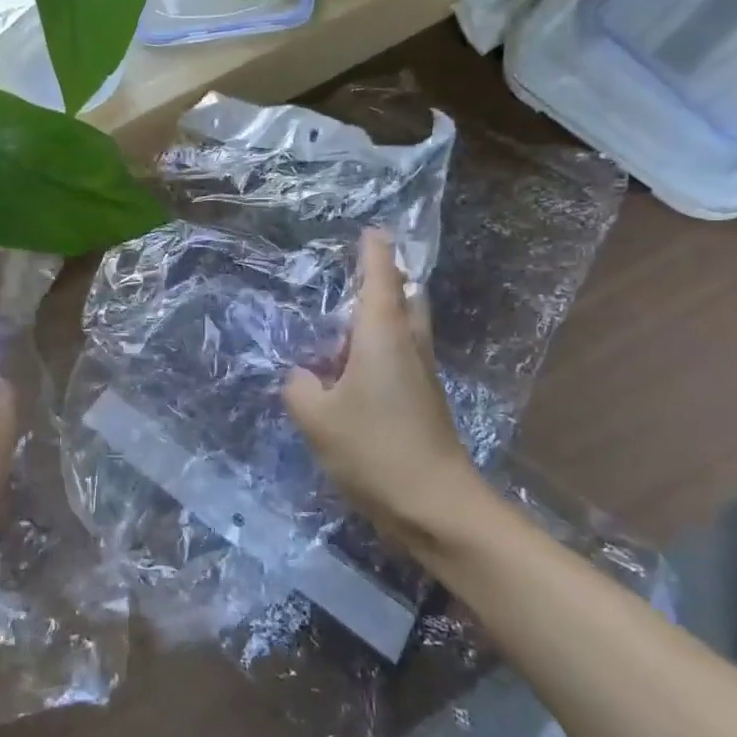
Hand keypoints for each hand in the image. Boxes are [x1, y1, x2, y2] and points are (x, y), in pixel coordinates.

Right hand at [284, 231, 501, 552]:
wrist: (436, 506)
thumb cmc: (374, 450)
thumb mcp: (317, 419)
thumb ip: (300, 388)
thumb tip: (305, 377)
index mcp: (382, 336)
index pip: (381, 279)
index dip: (374, 252)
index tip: (371, 230)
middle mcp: (408, 346)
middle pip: (406, 296)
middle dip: (388, 277)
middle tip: (360, 270)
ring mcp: (421, 373)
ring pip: (407, 326)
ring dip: (385, 312)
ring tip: (346, 318)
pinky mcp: (424, 399)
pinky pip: (402, 354)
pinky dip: (381, 344)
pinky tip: (353, 365)